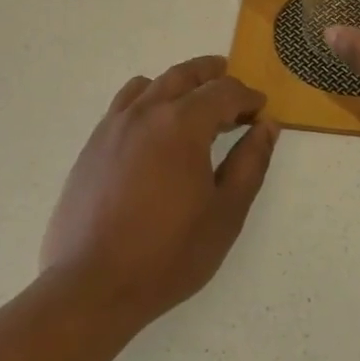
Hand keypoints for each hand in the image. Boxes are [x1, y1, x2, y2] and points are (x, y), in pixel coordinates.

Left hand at [41, 56, 277, 329]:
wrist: (92, 286)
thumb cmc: (168, 254)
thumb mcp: (226, 213)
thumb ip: (250, 163)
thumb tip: (267, 126)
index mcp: (182, 124)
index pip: (223, 92)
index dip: (247, 97)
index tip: (261, 109)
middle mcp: (146, 112)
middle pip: (185, 75)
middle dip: (213, 75)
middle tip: (233, 85)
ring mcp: (114, 125)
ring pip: (152, 84)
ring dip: (180, 83)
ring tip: (195, 101)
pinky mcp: (93, 144)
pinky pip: (125, 103)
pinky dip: (148, 98)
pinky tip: (155, 127)